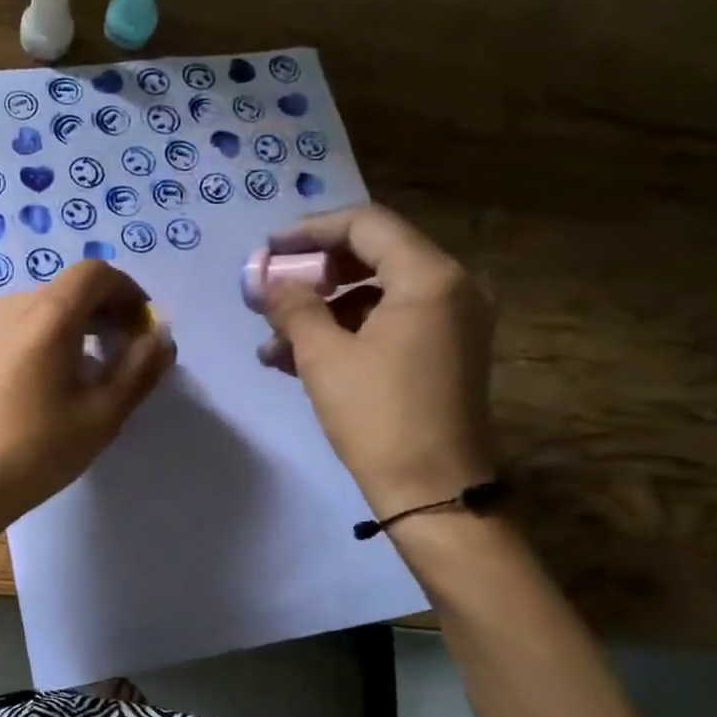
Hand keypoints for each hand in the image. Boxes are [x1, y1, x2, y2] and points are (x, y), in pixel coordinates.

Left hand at [0, 259, 174, 537]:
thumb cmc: (32, 453)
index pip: (96, 273)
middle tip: (122, 357)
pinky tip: (41, 388)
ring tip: (83, 377)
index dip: (128, 293)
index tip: (142, 330)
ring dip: (73, 329)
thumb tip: (161, 337)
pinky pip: (14, 329)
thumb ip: (139, 370)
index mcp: (48, 315)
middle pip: (68, 291)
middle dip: (105, 314)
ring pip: (40, 310)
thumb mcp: (101, 416)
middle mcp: (11, 305)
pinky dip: (42, 340)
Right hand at [258, 205, 495, 514]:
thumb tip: (264, 279)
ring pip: (377, 295)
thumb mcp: (324, 356)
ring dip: (323, 311)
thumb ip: (292, 306)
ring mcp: (453, 322)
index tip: (268, 250)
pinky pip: (390, 324)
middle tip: (270, 292)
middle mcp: (452, 287)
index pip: (365, 225)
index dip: (310, 231)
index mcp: (429, 277)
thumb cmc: (378, 417)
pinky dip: (347, 333)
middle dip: (313, 274)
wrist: (435, 492)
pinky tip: (298, 359)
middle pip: (373, 256)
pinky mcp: (445, 352)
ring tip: (272, 343)